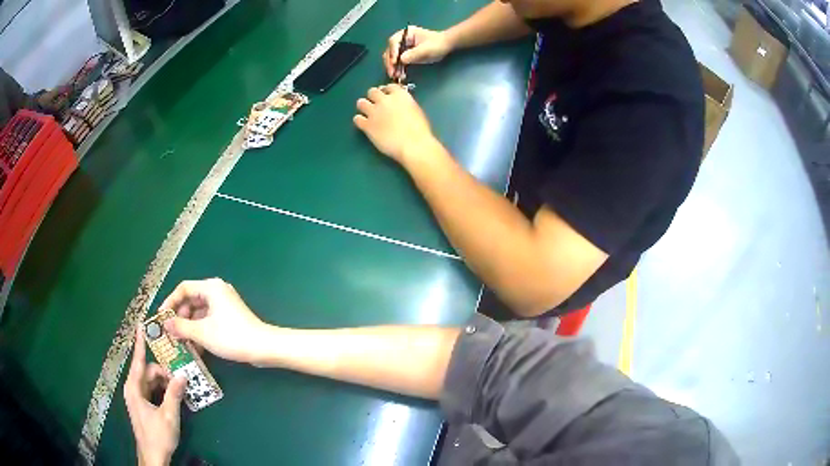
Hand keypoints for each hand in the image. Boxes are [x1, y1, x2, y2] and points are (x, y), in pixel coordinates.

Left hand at [124, 327, 185, 465]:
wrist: (153, 457)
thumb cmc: (158, 436)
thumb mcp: (169, 415)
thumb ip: (174, 393)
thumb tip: (183, 373)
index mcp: (134, 388)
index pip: (137, 360)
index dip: (140, 342)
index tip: (142, 324)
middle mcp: (133, 389)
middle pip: (147, 371)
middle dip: (163, 371)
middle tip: (180, 374)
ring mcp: (137, 397)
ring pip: (150, 381)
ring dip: (164, 381)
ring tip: (179, 385)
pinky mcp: (142, 405)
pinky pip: (152, 390)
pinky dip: (162, 389)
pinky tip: (173, 394)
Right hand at [160, 278, 271, 364]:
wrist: (264, 347)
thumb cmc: (231, 337)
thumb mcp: (202, 332)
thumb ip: (181, 326)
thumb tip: (165, 323)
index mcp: (210, 288)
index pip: (183, 289)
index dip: (170, 302)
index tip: (161, 317)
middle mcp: (217, 291)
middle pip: (191, 300)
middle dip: (180, 317)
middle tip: (171, 333)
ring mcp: (224, 304)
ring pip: (199, 313)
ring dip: (190, 327)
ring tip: (181, 343)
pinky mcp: (229, 317)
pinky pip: (209, 320)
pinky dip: (201, 331)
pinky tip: (196, 348)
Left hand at [354, 85, 436, 162]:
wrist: (413, 145)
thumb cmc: (420, 130)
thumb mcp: (416, 110)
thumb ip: (405, 104)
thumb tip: (400, 106)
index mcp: (400, 95)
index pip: (389, 87)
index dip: (387, 92)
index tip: (387, 97)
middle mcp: (385, 100)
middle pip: (372, 92)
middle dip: (373, 97)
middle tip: (376, 104)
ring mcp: (374, 112)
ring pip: (361, 102)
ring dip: (364, 106)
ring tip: (367, 112)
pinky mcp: (367, 125)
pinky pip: (357, 119)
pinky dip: (359, 120)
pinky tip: (363, 124)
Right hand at [383, 26, 452, 79]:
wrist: (446, 45)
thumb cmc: (438, 44)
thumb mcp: (426, 49)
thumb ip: (414, 54)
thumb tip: (401, 60)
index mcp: (406, 33)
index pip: (394, 42)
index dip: (392, 52)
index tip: (395, 62)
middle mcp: (402, 38)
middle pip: (390, 50)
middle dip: (390, 62)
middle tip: (392, 73)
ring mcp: (403, 46)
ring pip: (392, 57)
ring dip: (392, 66)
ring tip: (395, 76)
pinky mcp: (405, 54)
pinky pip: (398, 61)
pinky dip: (398, 68)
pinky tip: (399, 74)